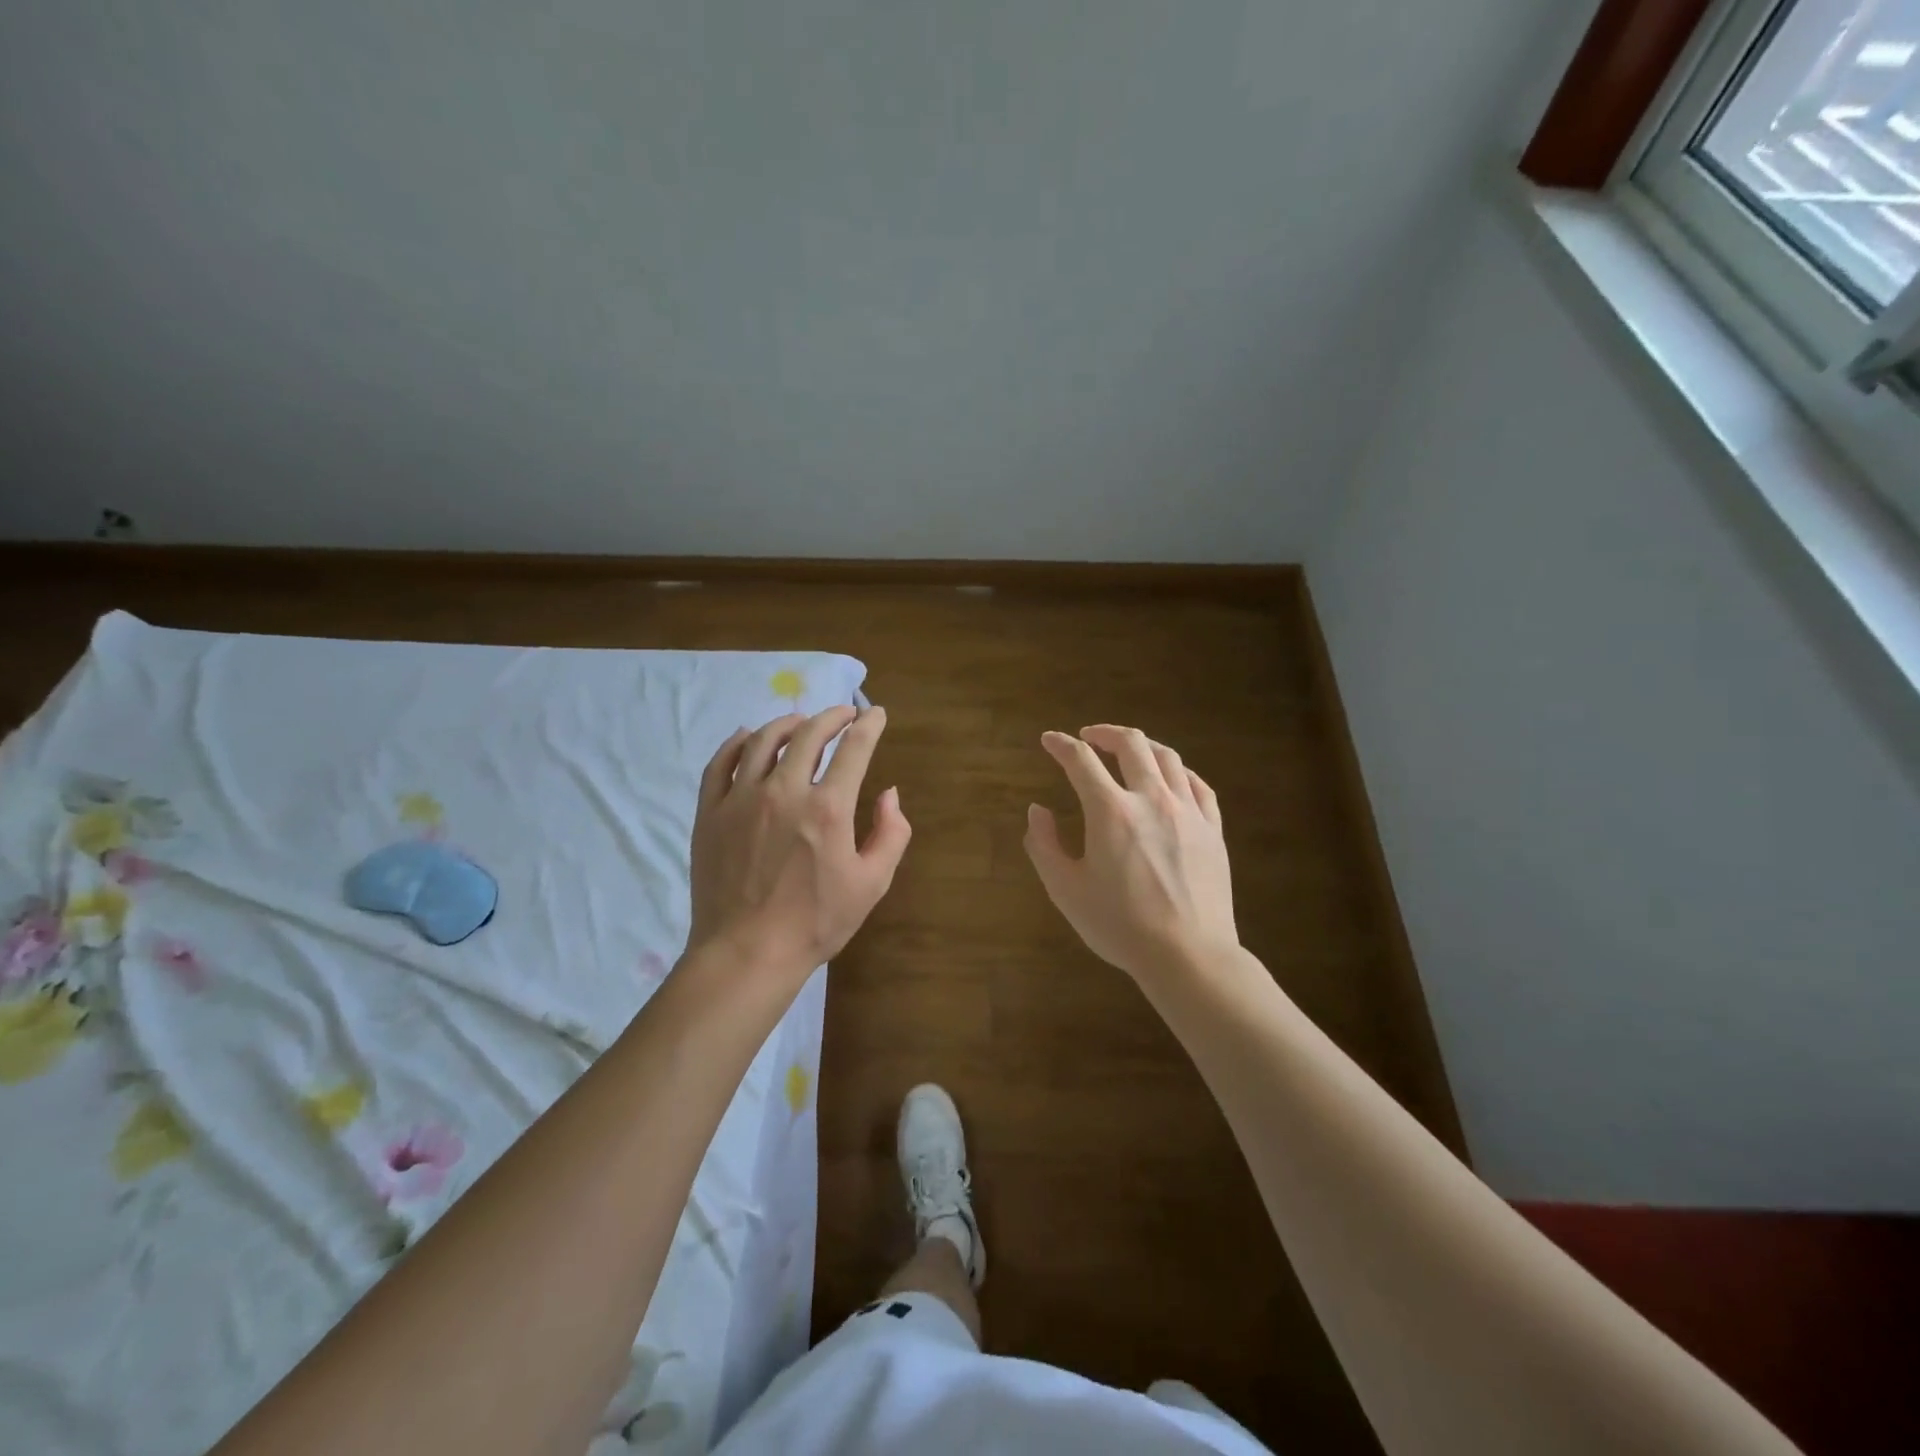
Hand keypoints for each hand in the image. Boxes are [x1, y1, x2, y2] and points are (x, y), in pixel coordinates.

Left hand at [687, 706, 910, 981]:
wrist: (748, 953)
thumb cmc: (816, 922)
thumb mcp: (872, 884)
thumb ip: (891, 833)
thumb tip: (889, 793)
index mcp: (828, 808)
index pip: (854, 748)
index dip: (869, 725)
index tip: (876, 714)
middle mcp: (784, 791)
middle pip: (809, 734)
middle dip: (832, 716)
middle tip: (844, 714)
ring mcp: (741, 799)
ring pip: (763, 740)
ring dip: (788, 723)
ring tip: (800, 721)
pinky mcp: (711, 812)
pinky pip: (721, 763)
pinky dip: (737, 742)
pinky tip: (747, 736)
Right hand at [1024, 725, 1236, 984]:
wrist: (1189, 955)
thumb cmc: (1120, 926)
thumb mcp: (1066, 890)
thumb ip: (1044, 845)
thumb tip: (1037, 811)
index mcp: (1111, 811)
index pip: (1081, 761)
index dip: (1061, 745)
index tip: (1049, 740)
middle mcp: (1151, 799)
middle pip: (1131, 744)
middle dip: (1105, 733)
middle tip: (1089, 736)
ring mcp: (1188, 812)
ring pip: (1167, 758)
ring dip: (1142, 746)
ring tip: (1129, 750)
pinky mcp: (1212, 830)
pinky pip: (1197, 785)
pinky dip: (1178, 772)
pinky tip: (1171, 778)